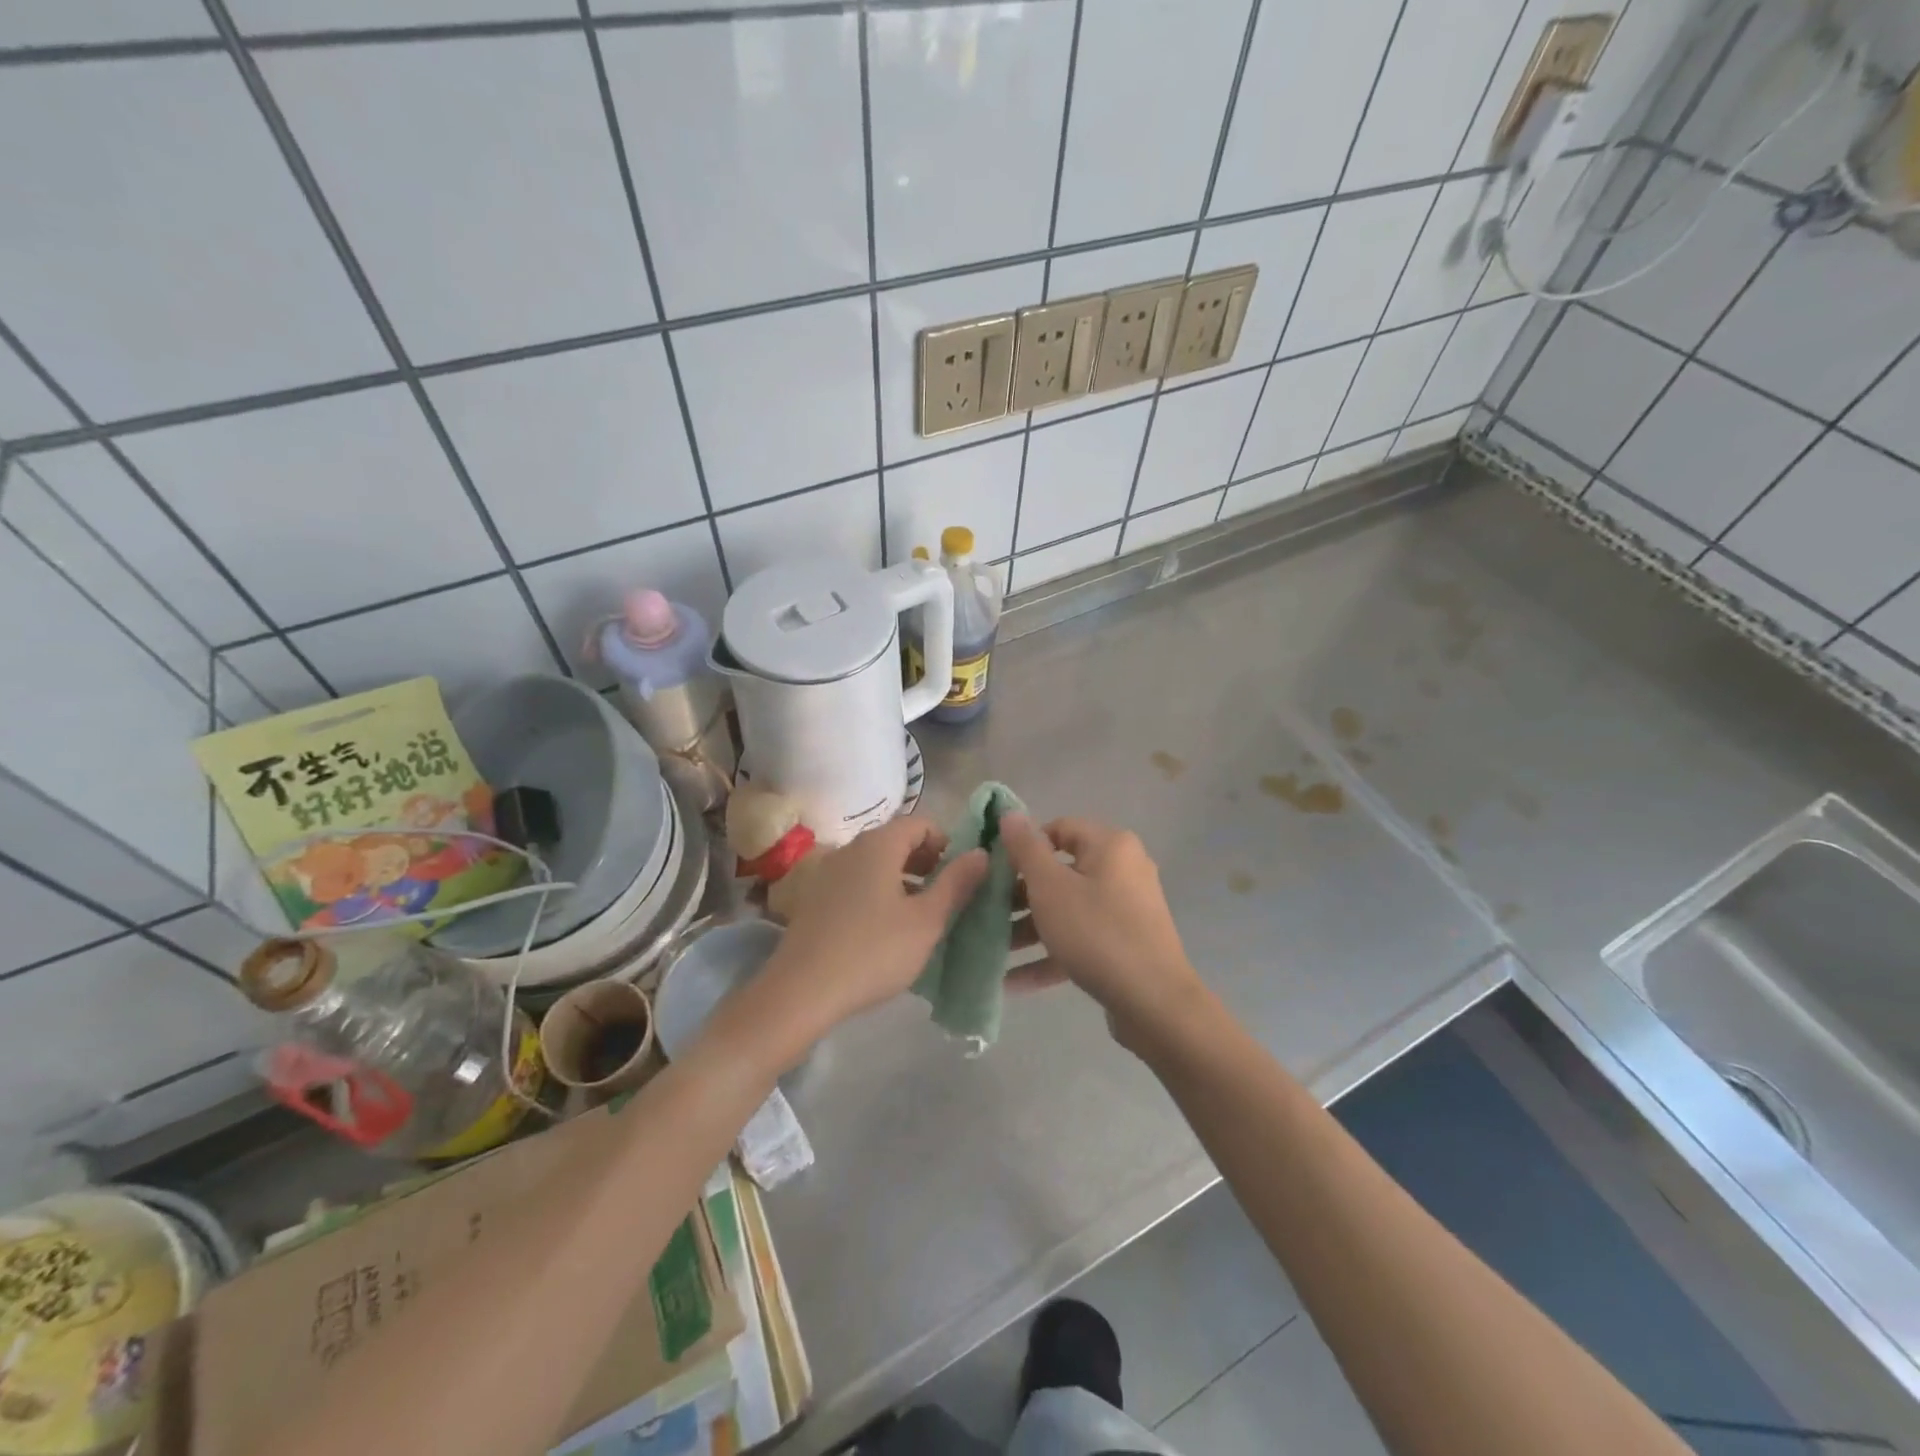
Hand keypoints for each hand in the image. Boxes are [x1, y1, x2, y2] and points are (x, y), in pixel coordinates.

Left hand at [760, 816, 988, 1039]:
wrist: (801, 992)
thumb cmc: (873, 951)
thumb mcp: (926, 921)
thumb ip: (956, 883)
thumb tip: (981, 853)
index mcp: (878, 844)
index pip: (921, 823)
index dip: (947, 843)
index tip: (962, 876)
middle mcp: (850, 848)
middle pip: (897, 841)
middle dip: (927, 863)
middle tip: (947, 897)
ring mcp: (828, 872)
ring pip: (877, 864)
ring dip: (904, 881)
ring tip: (922, 917)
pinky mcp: (815, 898)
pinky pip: (857, 883)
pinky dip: (879, 894)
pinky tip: (887, 931)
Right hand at [1000, 814, 1206, 1047]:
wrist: (1155, 1003)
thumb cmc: (1097, 933)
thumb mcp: (1050, 888)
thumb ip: (1026, 850)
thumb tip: (1009, 813)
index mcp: (1110, 846)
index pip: (1058, 829)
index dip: (1024, 847)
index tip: (994, 872)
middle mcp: (1123, 870)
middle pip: (1061, 872)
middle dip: (1020, 896)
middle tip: (988, 914)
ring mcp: (1127, 910)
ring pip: (1069, 910)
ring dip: (1030, 929)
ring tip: (994, 951)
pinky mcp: (1126, 945)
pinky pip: (1082, 940)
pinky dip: (1052, 955)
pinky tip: (1015, 982)